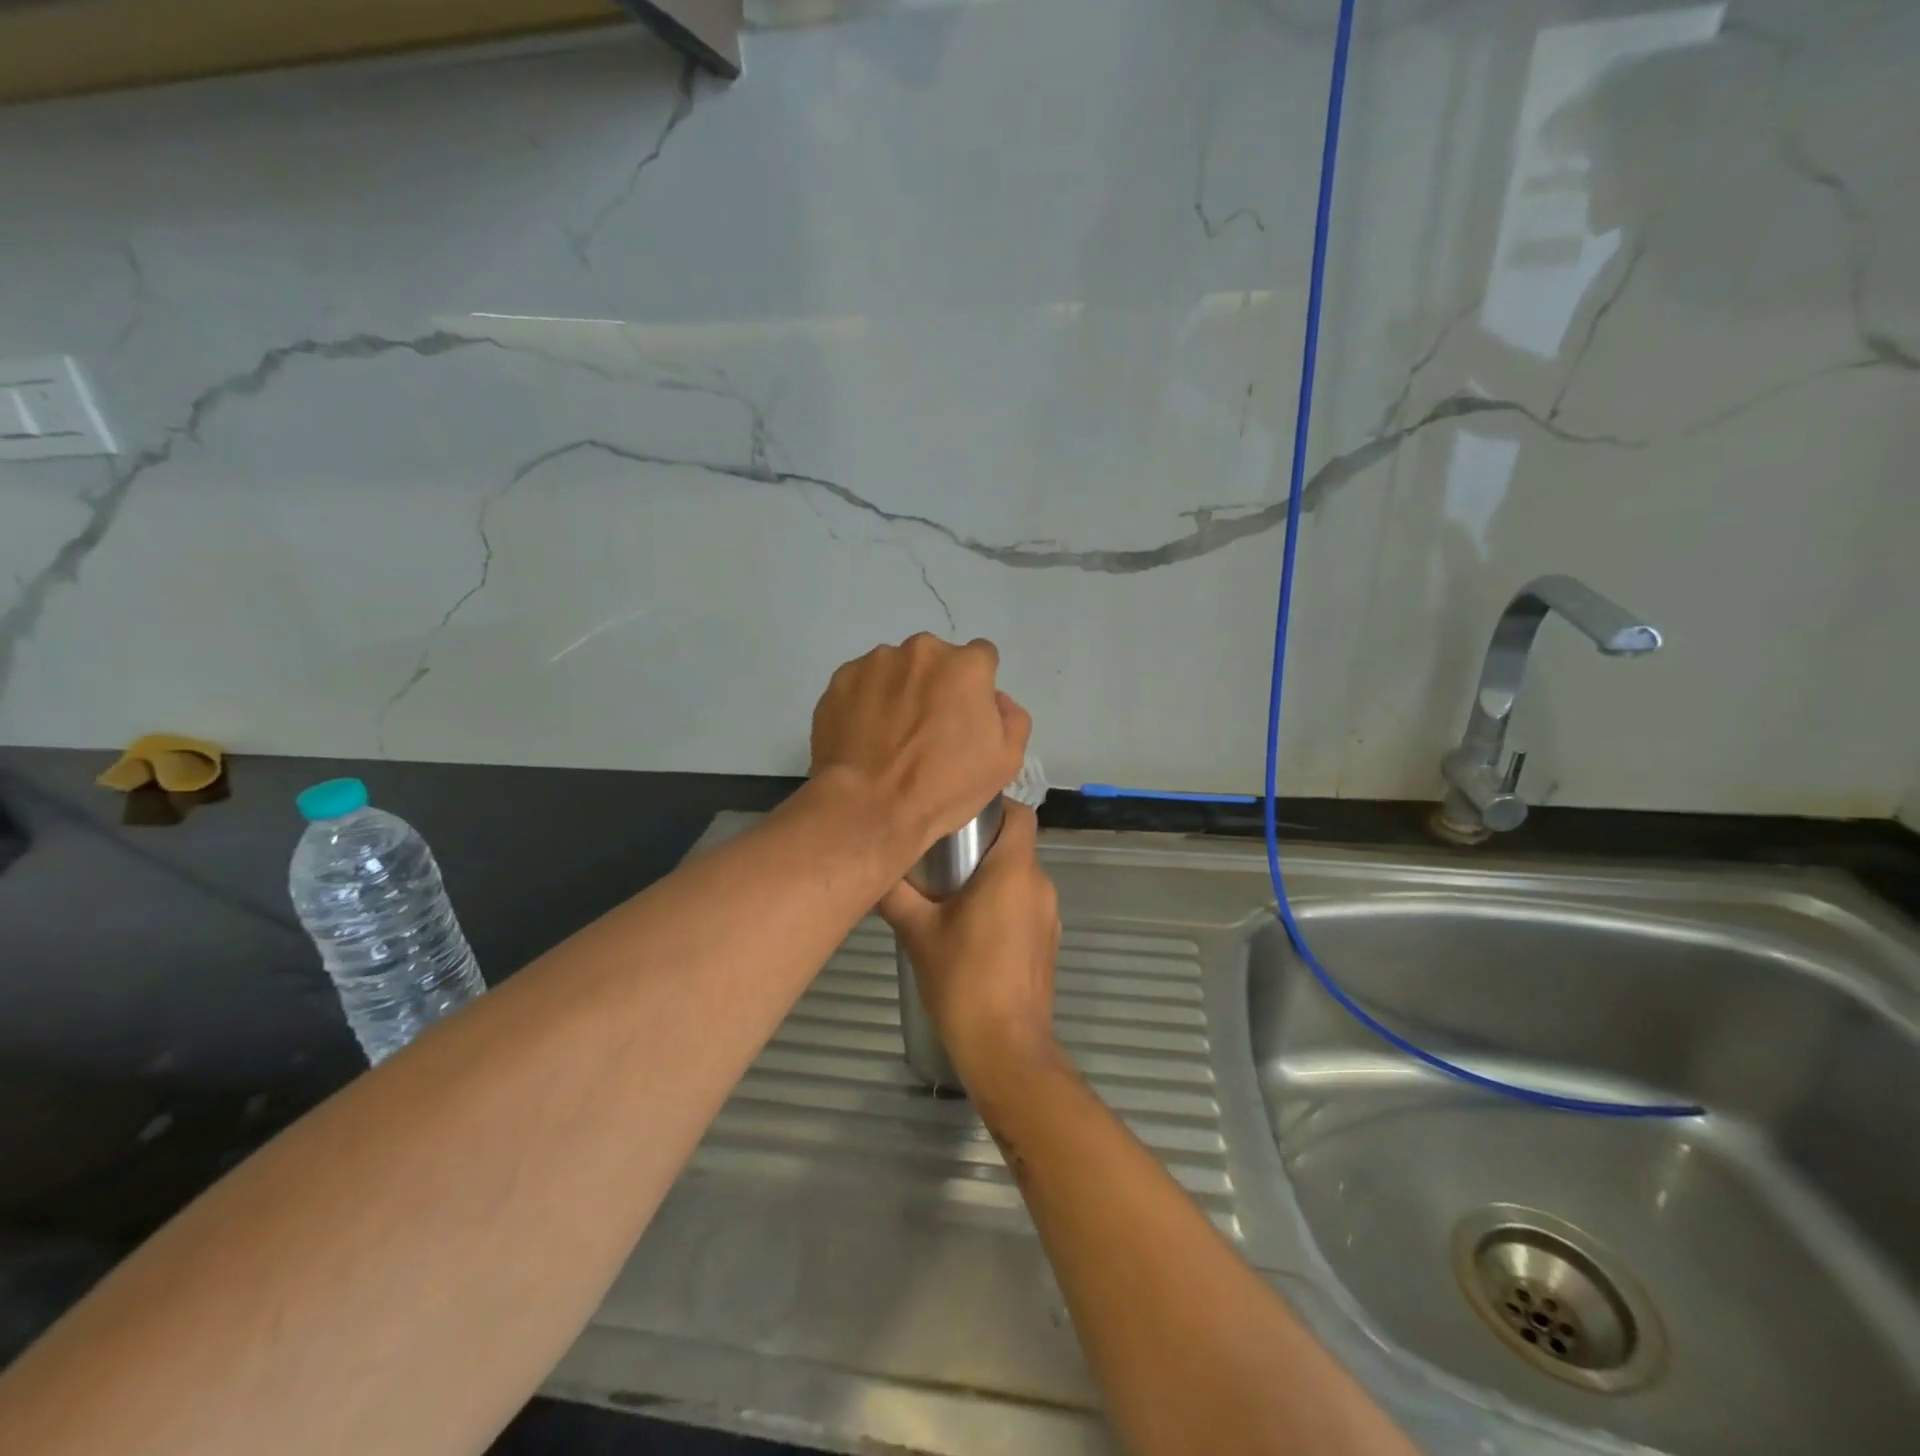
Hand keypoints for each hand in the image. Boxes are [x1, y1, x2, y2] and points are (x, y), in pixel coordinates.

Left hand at [811, 634, 1030, 858]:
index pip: (981, 658)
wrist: (868, 807)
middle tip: (927, 728)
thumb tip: (996, 699)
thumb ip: (1013, 718)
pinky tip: (864, 736)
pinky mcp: (840, 679)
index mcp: (965, 666)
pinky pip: (862, 684)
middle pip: (936, 660)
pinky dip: (866, 701)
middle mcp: (921, 651)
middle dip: (936, 685)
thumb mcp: (1004, 762)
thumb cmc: (943, 787)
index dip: (976, 687)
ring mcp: (875, 662)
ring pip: (896, 669)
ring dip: (899, 690)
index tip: (965, 716)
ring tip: (891, 735)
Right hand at [879, 804, 1062, 1103]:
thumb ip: (895, 894)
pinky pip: (1025, 906)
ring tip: (947, 895)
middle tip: (938, 856)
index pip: (1018, 814)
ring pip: (1019, 878)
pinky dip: (1002, 905)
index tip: (958, 816)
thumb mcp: (918, 933)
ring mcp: (1049, 916)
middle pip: (1015, 845)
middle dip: (980, 846)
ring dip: (990, 878)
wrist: (1006, 1048)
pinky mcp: (1048, 943)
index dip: (992, 806)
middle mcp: (1039, 885)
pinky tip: (970, 931)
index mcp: (1014, 871)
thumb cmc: (963, 980)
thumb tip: (872, 867)